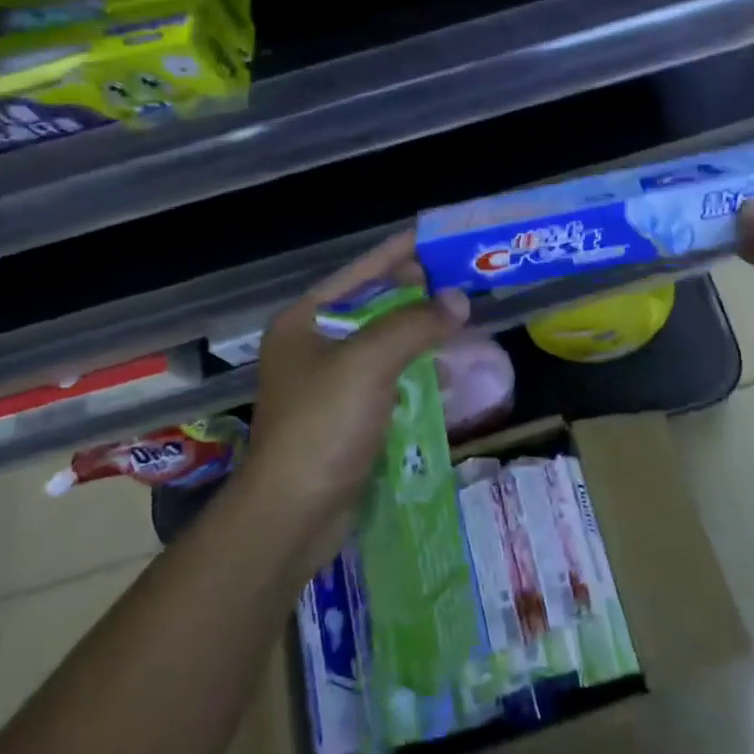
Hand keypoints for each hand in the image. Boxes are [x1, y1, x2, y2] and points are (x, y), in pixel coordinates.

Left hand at [241, 233, 468, 570]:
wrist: (291, 516)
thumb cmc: (322, 425)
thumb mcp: (369, 362)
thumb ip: (415, 324)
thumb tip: (458, 299)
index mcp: (304, 321)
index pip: (359, 272)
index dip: (398, 252)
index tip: (435, 237)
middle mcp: (312, 346)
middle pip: (372, 307)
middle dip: (416, 295)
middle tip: (460, 280)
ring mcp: (327, 384)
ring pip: (383, 345)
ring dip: (420, 334)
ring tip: (462, 320)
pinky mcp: (345, 418)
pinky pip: (387, 380)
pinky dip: (415, 371)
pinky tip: (447, 370)